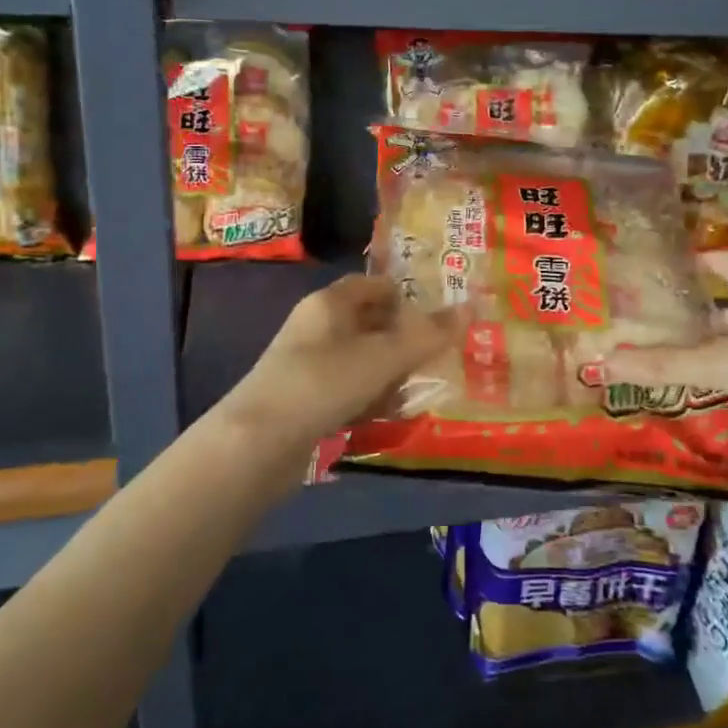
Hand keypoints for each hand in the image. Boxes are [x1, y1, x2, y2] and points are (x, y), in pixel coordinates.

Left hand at [214, 273, 458, 465]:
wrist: (257, 442)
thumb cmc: (324, 382)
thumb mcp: (384, 357)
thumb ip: (428, 335)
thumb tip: (470, 308)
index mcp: (329, 302)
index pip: (375, 285)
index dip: (407, 297)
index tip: (438, 318)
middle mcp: (316, 326)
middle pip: (370, 324)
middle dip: (403, 342)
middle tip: (435, 359)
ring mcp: (306, 364)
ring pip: (360, 359)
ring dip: (388, 374)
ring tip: (414, 392)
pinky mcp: (303, 398)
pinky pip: (346, 389)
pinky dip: (367, 398)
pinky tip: (383, 416)